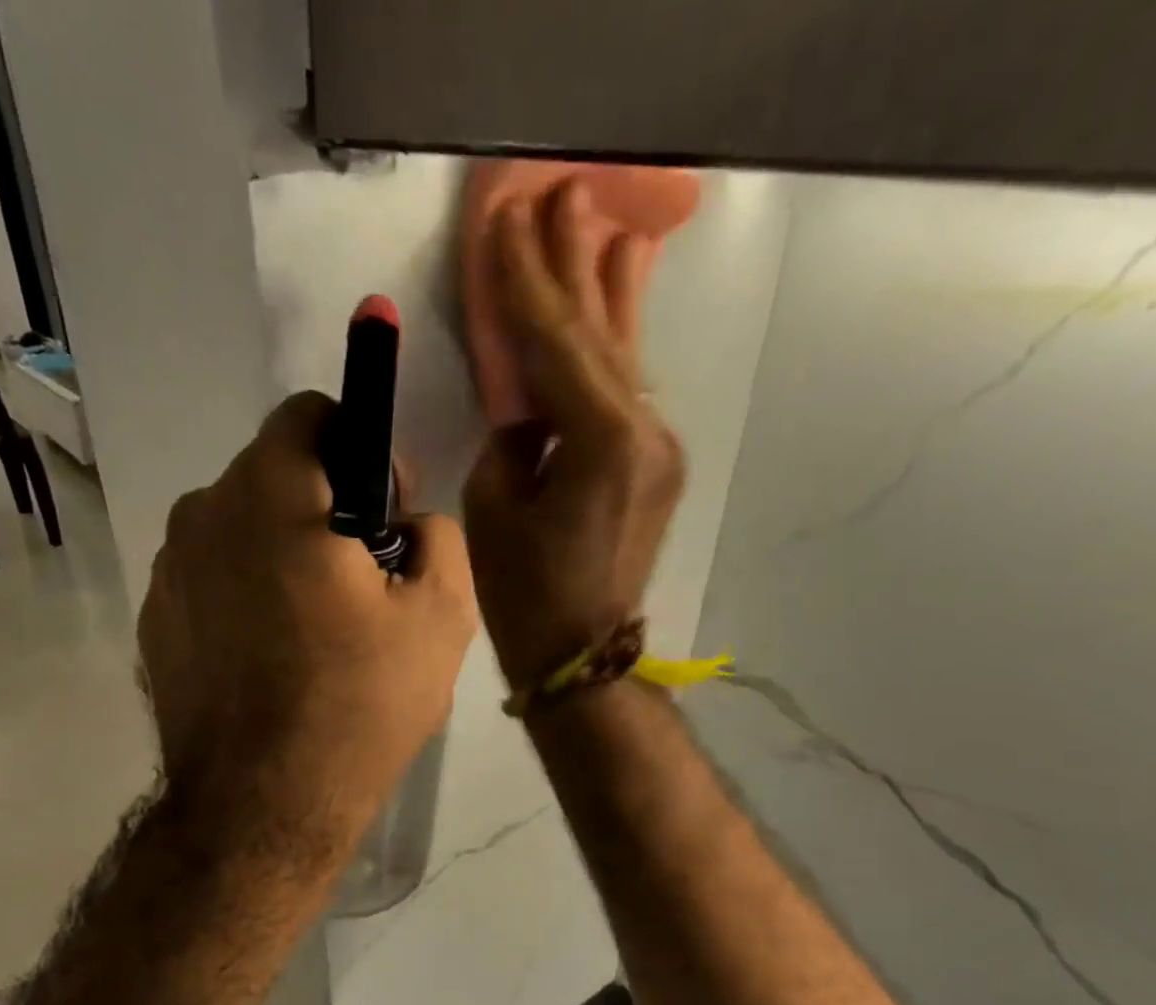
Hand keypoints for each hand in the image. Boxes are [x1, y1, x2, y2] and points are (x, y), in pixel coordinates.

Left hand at [139, 393, 476, 855]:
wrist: (264, 808)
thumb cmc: (359, 705)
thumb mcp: (441, 617)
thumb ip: (440, 538)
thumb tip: (413, 524)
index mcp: (271, 494)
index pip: (311, 414)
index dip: (362, 451)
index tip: (386, 515)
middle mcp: (202, 514)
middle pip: (275, 475)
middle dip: (325, 509)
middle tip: (364, 586)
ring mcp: (167, 572)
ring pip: (242, 530)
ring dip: (284, 555)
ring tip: (320, 632)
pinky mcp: (155, 624)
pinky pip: (214, 581)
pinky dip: (248, 598)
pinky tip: (276, 661)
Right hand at [462, 181, 685, 690]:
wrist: (584, 657)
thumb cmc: (527, 597)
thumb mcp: (494, 506)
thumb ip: (514, 435)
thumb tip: (531, 408)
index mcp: (602, 441)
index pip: (554, 342)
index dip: (524, 282)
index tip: (506, 220)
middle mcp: (645, 432)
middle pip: (598, 336)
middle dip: (574, 266)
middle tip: (562, 195)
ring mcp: (661, 449)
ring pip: (623, 358)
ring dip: (607, 293)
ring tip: (599, 227)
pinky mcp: (658, 467)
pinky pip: (628, 393)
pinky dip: (614, 347)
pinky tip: (619, 301)